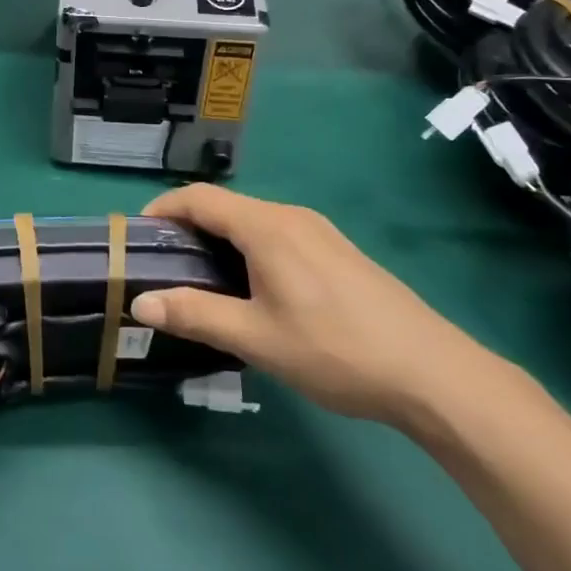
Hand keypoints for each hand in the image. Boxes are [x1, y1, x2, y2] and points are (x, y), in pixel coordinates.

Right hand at [131, 185, 505, 428]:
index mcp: (266, 227)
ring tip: (203, 282)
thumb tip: (139, 302)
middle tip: (165, 268)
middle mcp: (291, 217)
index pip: (199, 198)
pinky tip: (255, 291)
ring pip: (253, 222)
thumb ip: (195, 315)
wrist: (432, 373)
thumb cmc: (335, 350)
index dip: (163, 209)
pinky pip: (278, 236)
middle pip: (225, 208)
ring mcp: (319, 232)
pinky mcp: (337, 252)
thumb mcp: (256, 338)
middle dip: (188, 229)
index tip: (137, 237)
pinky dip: (249, 250)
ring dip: (219, 241)